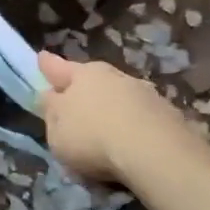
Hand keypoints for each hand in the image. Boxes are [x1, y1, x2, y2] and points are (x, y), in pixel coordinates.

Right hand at [38, 51, 203, 184]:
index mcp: (81, 75)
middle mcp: (113, 76)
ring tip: (107, 127)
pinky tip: (132, 141)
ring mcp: (144, 93)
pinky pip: (142, 115)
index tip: (42, 58)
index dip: (48, 65)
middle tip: (76, 98)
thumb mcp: (56, 132)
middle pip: (92, 78)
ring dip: (112, 106)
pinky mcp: (168, 113)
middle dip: (84, 86)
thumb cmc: (92, 138)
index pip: (58, 68)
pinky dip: (134, 124)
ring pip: (120, 95)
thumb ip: (52, 113)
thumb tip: (52, 98)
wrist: (155, 152)